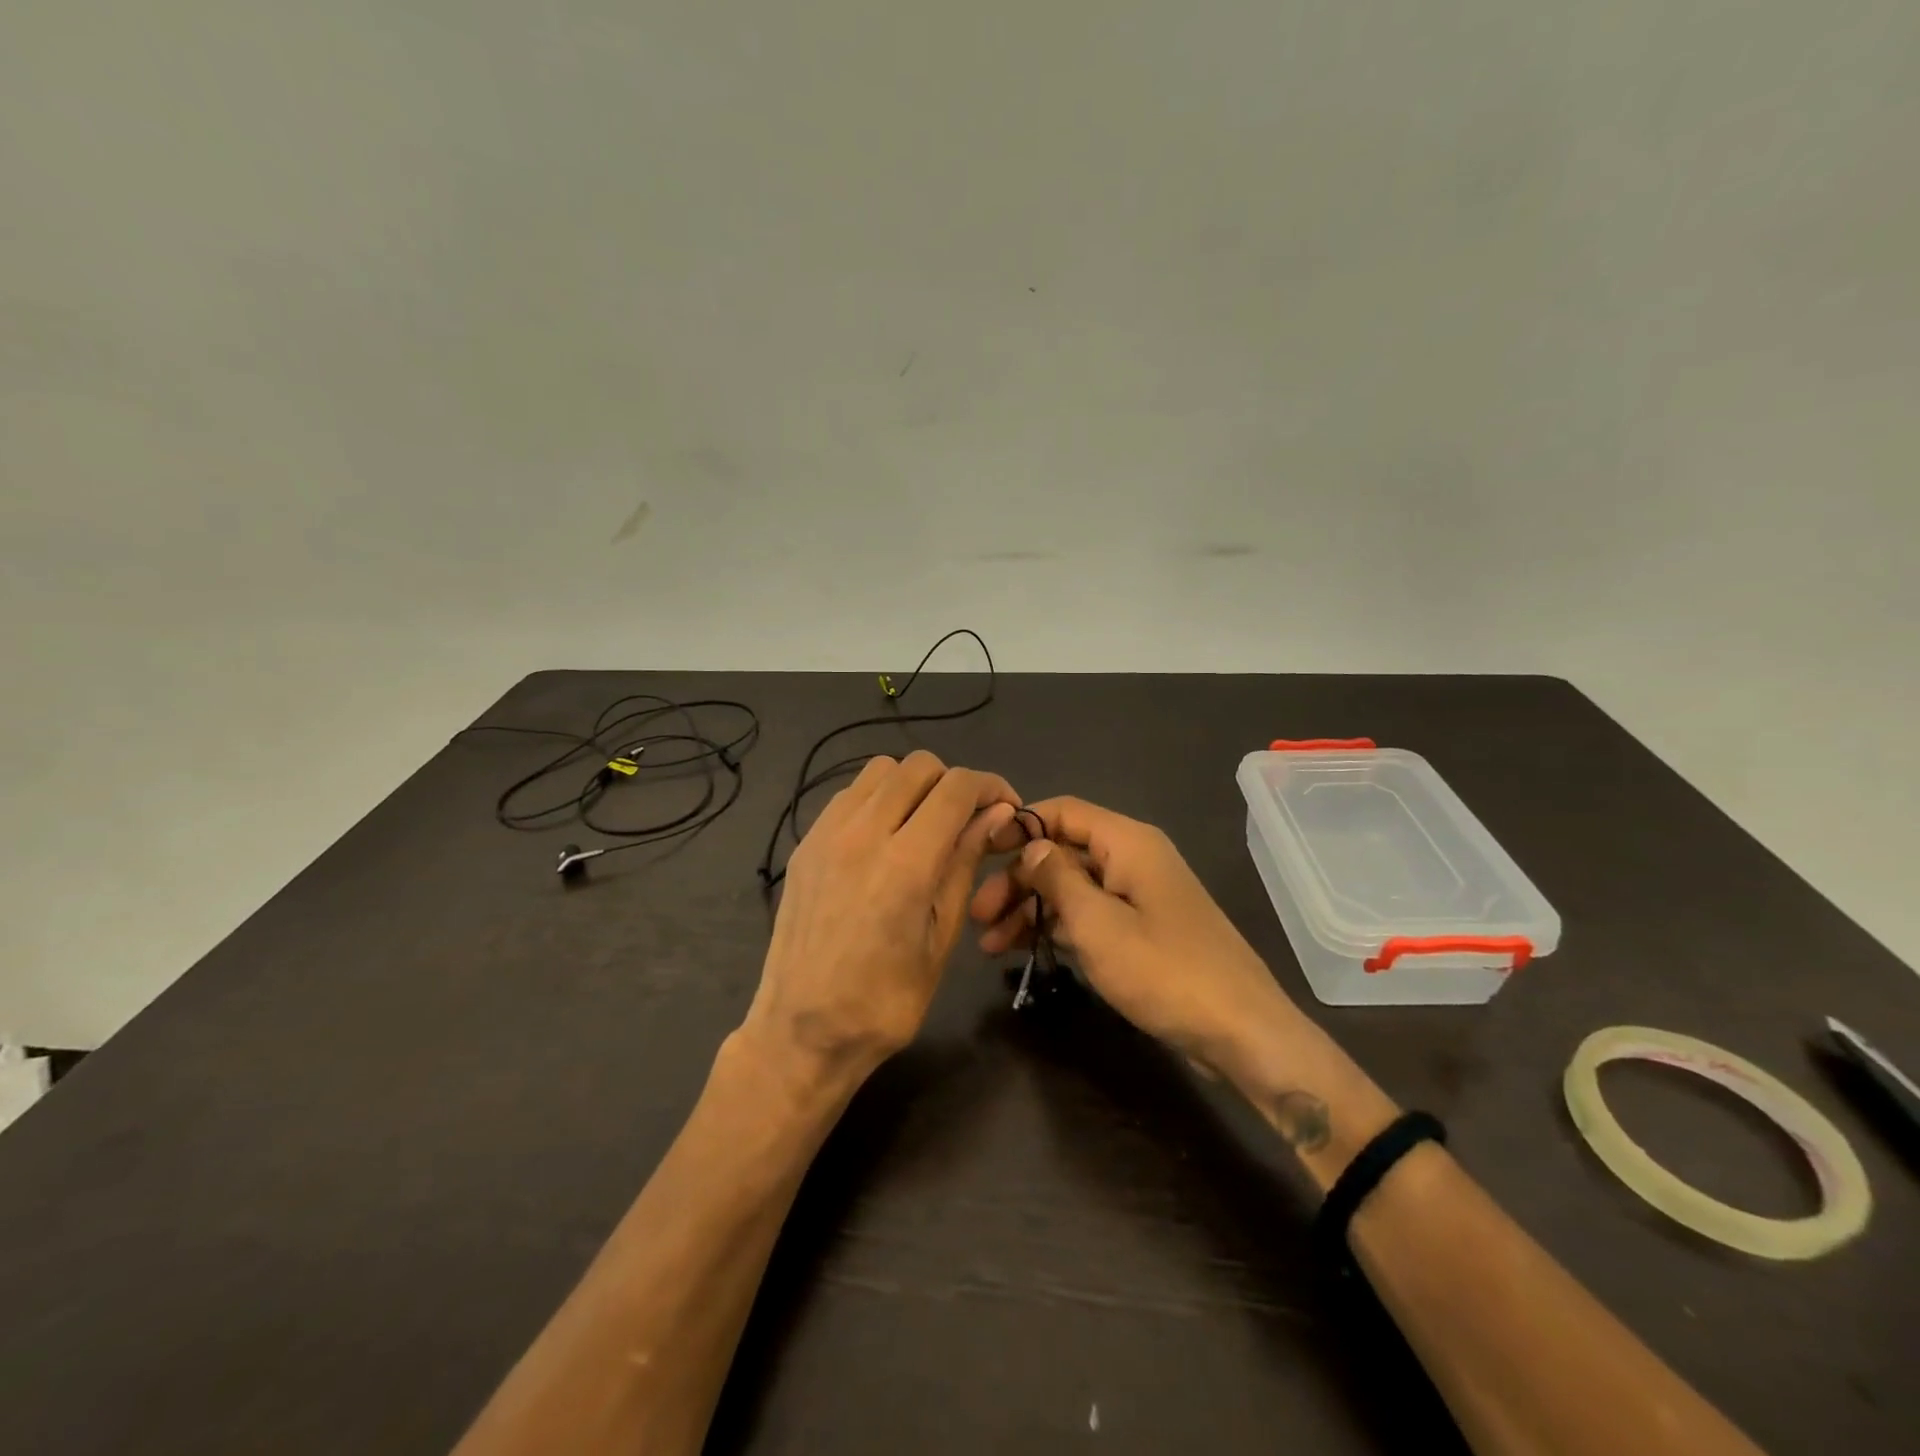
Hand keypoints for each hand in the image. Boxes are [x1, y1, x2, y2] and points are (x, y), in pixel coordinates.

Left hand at [744, 751, 1017, 1083]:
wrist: (801, 1031)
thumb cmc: (885, 1001)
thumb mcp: (941, 937)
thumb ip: (964, 864)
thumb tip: (995, 813)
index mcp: (905, 863)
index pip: (956, 787)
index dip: (991, 786)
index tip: (1006, 807)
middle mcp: (862, 833)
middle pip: (917, 765)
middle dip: (952, 782)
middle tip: (966, 819)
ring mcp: (826, 834)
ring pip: (880, 770)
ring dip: (912, 785)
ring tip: (924, 824)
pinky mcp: (805, 843)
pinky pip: (849, 795)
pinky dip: (877, 799)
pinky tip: (885, 838)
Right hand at [971, 797, 1293, 1067]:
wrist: (1241, 1031)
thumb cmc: (1163, 970)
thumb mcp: (1097, 924)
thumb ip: (1057, 878)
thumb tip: (1031, 845)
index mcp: (1127, 842)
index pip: (1063, 811)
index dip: (1019, 825)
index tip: (978, 852)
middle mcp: (1132, 859)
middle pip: (1063, 852)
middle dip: (1017, 879)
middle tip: (977, 916)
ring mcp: (1139, 895)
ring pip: (1072, 887)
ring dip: (1030, 909)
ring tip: (989, 945)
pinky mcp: (1143, 929)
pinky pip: (1090, 914)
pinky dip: (1057, 927)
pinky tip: (1023, 950)